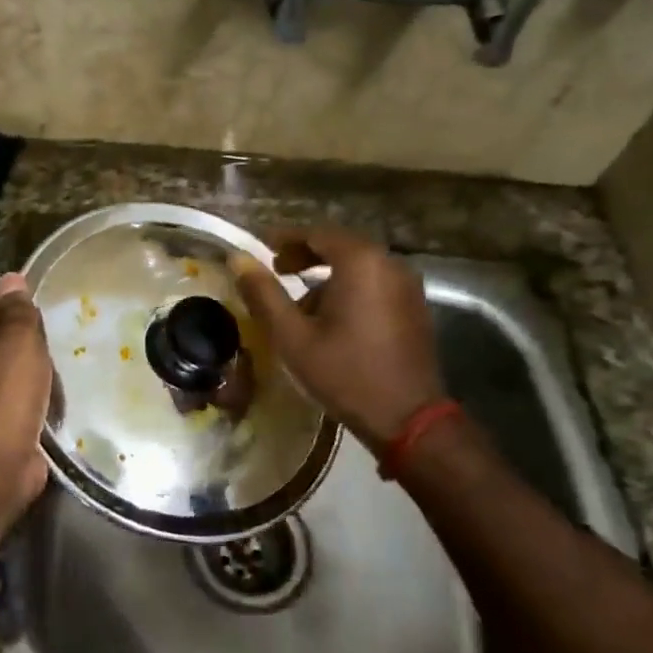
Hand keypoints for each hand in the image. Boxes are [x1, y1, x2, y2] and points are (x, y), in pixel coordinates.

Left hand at [0, 272, 52, 509]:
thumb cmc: (5, 394)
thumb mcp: (17, 341)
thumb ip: (17, 309)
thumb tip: (10, 278)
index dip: (19, 308)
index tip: (47, 316)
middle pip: (1, 341)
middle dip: (30, 345)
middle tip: (58, 347)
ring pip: (12, 373)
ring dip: (36, 374)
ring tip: (62, 374)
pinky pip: (18, 401)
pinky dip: (35, 400)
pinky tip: (55, 402)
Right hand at [235, 227, 445, 446]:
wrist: (409, 419)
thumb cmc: (345, 374)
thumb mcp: (293, 337)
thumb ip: (264, 294)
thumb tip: (238, 259)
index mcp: (360, 262)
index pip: (316, 232)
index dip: (285, 238)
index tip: (261, 247)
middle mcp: (389, 263)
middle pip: (340, 245)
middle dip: (306, 254)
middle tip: (277, 270)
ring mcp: (407, 285)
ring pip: (359, 265)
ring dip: (328, 274)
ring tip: (299, 302)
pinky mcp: (414, 306)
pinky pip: (375, 283)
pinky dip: (350, 288)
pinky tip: (331, 318)